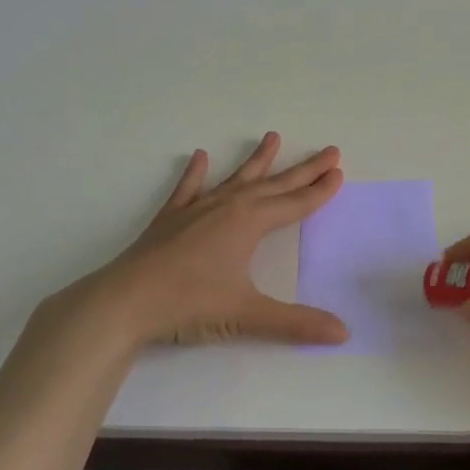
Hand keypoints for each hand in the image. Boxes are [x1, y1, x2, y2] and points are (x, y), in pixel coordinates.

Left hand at [54, 132, 348, 349]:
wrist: (124, 302)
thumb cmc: (189, 304)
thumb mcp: (247, 315)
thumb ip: (296, 323)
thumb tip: (344, 332)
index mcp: (249, 223)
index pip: (295, 204)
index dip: (319, 191)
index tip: (339, 172)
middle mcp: (227, 207)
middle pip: (274, 184)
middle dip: (304, 169)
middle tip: (329, 151)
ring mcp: (196, 210)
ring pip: (235, 178)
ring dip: (257, 160)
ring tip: (273, 137)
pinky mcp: (170, 219)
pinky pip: (188, 189)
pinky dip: (195, 174)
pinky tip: (199, 157)